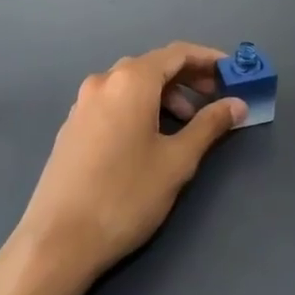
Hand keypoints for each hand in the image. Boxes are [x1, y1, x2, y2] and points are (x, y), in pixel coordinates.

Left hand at [8, 42, 245, 290]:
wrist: (58, 240)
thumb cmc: (126, 196)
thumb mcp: (177, 161)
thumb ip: (209, 126)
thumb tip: (237, 104)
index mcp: (130, 81)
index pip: (177, 53)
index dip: (209, 59)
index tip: (234, 73)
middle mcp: (103, 81)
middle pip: (153, 66)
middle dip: (188, 78)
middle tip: (216, 99)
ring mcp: (82, 104)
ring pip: (131, 85)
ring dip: (164, 95)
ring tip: (186, 125)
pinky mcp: (72, 127)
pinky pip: (113, 102)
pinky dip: (139, 108)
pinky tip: (150, 139)